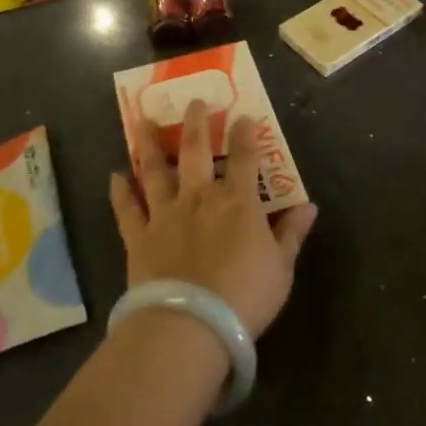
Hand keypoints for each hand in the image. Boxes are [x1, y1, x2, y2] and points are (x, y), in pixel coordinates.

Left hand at [108, 100, 318, 337]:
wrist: (190, 324)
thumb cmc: (244, 297)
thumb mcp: (281, 268)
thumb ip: (292, 234)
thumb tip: (310, 207)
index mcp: (238, 202)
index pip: (245, 158)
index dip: (246, 135)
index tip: (243, 115)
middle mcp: (200, 197)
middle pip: (196, 151)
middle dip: (196, 123)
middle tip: (193, 101)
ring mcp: (165, 214)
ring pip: (155, 171)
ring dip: (149, 145)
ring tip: (142, 121)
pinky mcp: (139, 237)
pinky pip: (127, 209)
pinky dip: (120, 192)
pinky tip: (114, 176)